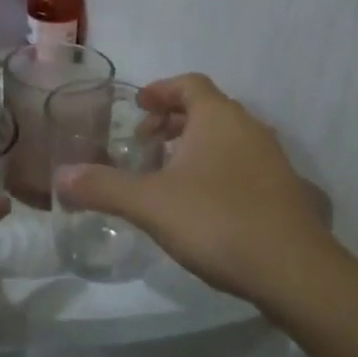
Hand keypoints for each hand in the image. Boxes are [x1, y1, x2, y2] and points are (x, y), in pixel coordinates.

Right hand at [55, 74, 335, 311]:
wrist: (296, 272)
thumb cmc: (218, 220)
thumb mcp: (150, 204)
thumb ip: (104, 187)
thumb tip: (60, 178)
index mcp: (218, 117)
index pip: (188, 84)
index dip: (161, 91)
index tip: (138, 108)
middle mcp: (249, 127)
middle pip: (208, 109)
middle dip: (174, 120)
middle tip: (147, 142)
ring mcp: (274, 159)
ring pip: (228, 137)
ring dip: (197, 145)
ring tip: (171, 174)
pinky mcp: (287, 191)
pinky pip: (245, 164)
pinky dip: (220, 169)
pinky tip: (206, 205)